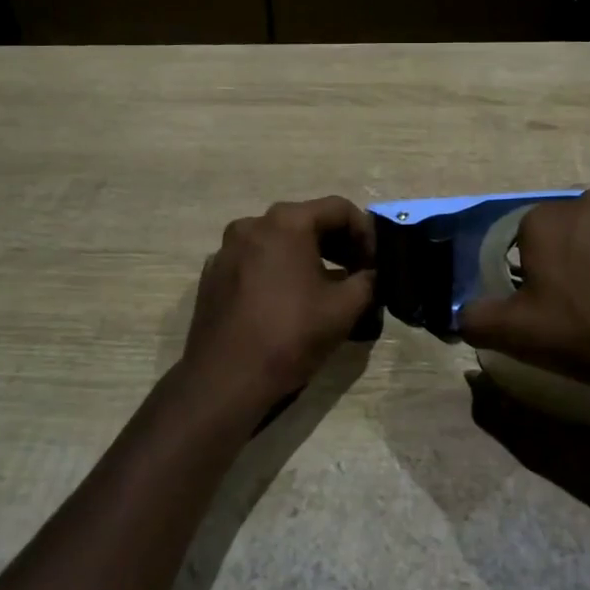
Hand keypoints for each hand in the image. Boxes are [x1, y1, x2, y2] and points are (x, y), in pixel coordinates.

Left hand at [179, 196, 377, 417]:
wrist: (225, 380)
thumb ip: (368, 280)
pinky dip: (278, 270)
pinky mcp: (213, 274)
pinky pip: (255, 261)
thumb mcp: (345, 308)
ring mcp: (227, 249)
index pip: (339, 209)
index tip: (375, 263)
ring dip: (308, 256)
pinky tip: (287, 301)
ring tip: (326, 287)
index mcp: (286, 222)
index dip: (366, 233)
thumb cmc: (290, 335)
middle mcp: (252, 224)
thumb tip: (371, 274)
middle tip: (358, 272)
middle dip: (338, 243)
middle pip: (306, 220)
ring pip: (279, 241)